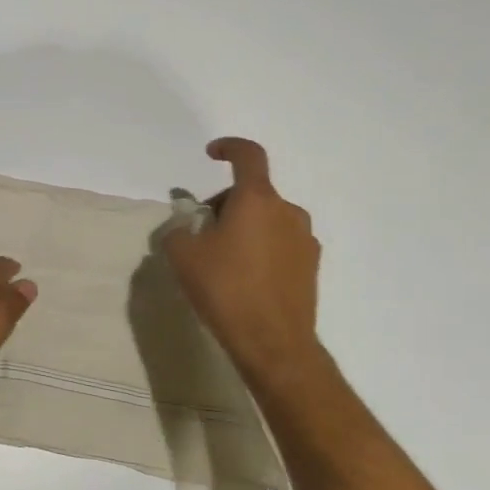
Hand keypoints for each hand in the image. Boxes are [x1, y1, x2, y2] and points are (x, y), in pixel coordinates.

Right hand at [164, 138, 322, 389]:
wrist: (273, 342)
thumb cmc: (224, 289)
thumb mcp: (182, 256)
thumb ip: (178, 231)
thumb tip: (186, 227)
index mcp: (257, 200)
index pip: (248, 155)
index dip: (229, 147)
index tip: (211, 154)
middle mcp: (287, 211)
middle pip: (252, 193)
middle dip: (225, 205)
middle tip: (200, 234)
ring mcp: (304, 239)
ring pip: (267, 219)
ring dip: (244, 228)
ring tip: (221, 261)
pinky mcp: (311, 266)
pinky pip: (280, 243)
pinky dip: (260, 249)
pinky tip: (243, 279)